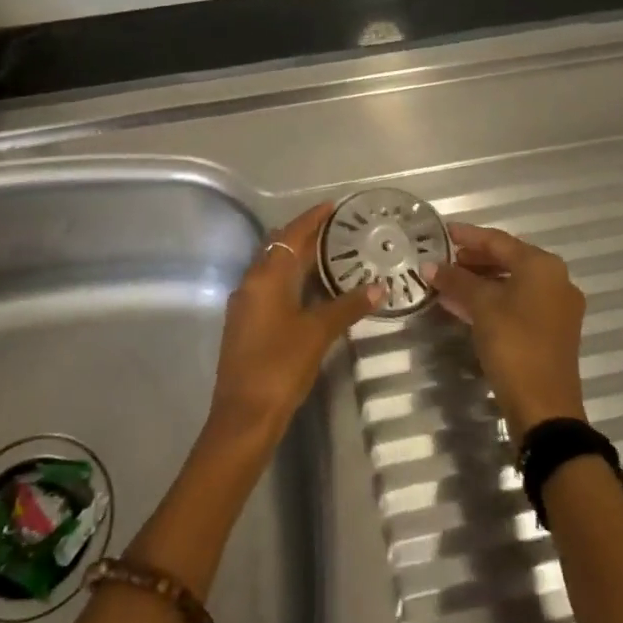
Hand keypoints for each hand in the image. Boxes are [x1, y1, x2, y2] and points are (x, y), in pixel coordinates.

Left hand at [204, 202, 382, 452]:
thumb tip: (378, 288)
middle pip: (279, 248)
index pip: (291, 235)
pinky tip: (310, 291)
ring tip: (330, 256)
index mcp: (266, 277)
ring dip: (297, 259)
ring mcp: (245, 304)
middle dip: (305, 237)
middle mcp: (251, 282)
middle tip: (338, 231)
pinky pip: (269, 288)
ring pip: (273, 269)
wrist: (244, 416)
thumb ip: (347, 307)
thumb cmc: (280, 366)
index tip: (333, 206)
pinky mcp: (245, 324)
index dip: (312, 219)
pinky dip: (290, 280)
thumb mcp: (318, 333)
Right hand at [427, 222, 587, 438]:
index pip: (498, 241)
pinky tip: (463, 306)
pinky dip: (491, 300)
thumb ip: (455, 281)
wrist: (544, 406)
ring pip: (511, 283)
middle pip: (508, 260)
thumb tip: (429, 265)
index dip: (468, 235)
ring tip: (447, 282)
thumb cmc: (514, 344)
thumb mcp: (481, 306)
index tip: (442, 232)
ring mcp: (556, 307)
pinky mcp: (551, 331)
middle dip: (473, 260)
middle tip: (443, 260)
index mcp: (543, 266)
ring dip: (479, 281)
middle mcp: (555, 280)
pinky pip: (516, 303)